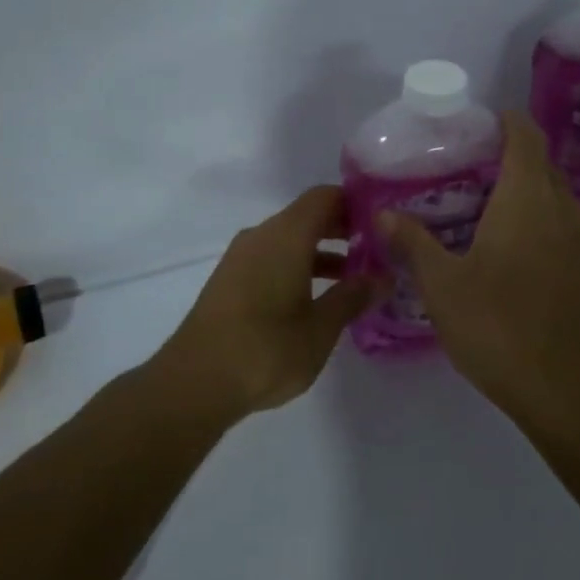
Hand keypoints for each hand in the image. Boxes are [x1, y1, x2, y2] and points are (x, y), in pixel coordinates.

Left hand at [160, 186, 376, 416]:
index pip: (326, 197)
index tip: (384, 223)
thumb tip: (383, 277)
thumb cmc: (266, 349)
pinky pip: (272, 260)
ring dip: (322, 253)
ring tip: (356, 280)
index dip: (356, 204)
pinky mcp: (230, 282)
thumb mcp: (321, 328)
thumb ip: (353, 297)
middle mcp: (261, 236)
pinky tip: (317, 301)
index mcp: (286, 235)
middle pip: (308, 217)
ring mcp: (241, 258)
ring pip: (290, 241)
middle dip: (343, 230)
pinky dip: (299, 269)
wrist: (194, 382)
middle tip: (379, 252)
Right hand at [378, 112, 579, 412]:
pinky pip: (568, 234)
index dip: (508, 121)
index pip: (526, 137)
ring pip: (558, 201)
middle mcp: (564, 211)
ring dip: (530, 195)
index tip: (483, 123)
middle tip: (472, 170)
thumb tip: (383, 214)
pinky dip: (544, 229)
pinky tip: (519, 259)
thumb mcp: (442, 285)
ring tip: (491, 212)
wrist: (569, 390)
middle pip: (543, 167)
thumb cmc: (499, 325)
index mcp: (527, 199)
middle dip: (513, 159)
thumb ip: (413, 244)